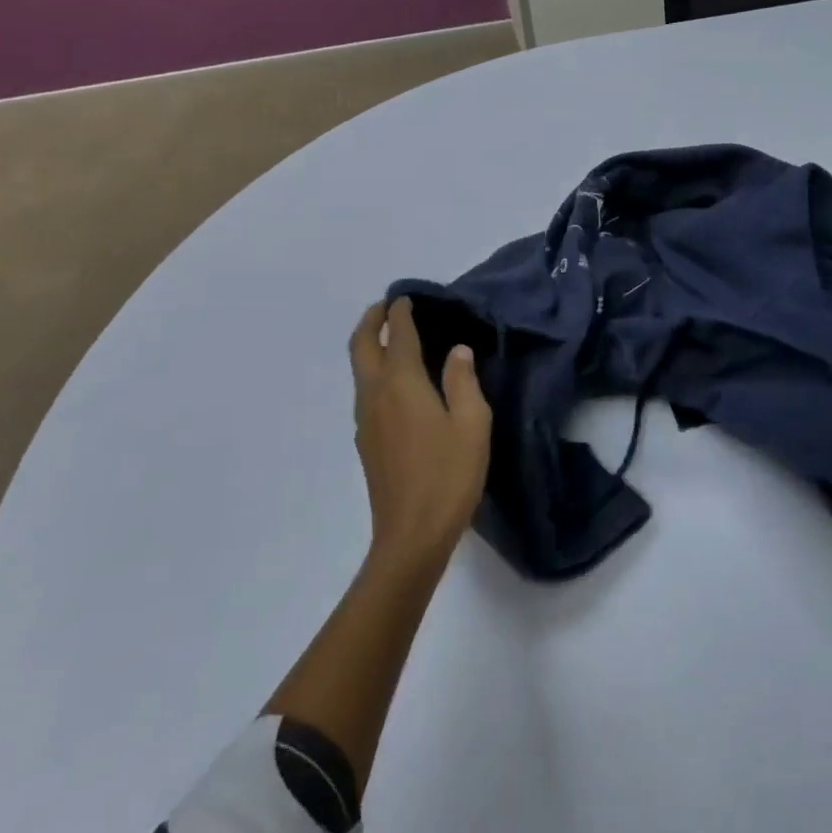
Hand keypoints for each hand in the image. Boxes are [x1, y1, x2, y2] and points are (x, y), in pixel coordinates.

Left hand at [348, 298, 492, 572]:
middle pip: (361, 347)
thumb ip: (463, 381)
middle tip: (387, 308)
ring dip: (369, 346)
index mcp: (402, 384)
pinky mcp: (366, 442)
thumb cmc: (449, 474)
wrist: (412, 535)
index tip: (406, 298)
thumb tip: (456, 351)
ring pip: (359, 370)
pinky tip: (397, 384)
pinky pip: (365, 392)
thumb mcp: (472, 423)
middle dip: (371, 321)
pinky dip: (375, 372)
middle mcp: (375, 395)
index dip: (401, 314)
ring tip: (392, 338)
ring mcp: (366, 420)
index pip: (397, 336)